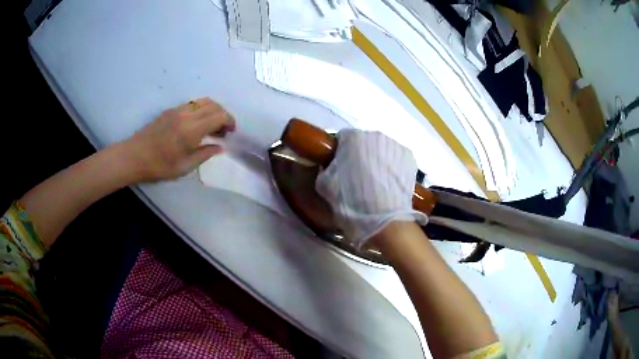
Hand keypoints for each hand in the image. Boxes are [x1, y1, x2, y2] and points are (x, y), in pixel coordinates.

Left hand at [124, 98, 234, 181]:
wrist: (134, 156)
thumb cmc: (160, 165)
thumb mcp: (185, 166)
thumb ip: (205, 154)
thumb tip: (220, 147)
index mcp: (192, 128)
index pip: (219, 115)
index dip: (230, 121)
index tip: (232, 133)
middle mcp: (187, 114)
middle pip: (213, 105)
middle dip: (223, 115)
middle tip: (223, 131)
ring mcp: (178, 109)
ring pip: (203, 101)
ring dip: (212, 110)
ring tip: (212, 127)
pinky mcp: (171, 110)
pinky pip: (192, 104)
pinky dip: (201, 110)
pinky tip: (197, 125)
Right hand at [315, 129, 426, 247]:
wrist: (384, 220)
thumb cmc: (351, 201)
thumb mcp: (325, 186)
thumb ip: (325, 169)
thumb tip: (330, 166)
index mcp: (352, 138)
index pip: (343, 138)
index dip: (340, 152)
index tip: (339, 167)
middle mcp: (375, 136)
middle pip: (364, 142)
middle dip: (360, 155)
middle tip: (357, 176)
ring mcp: (395, 145)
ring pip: (382, 150)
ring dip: (378, 160)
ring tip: (376, 183)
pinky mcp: (410, 158)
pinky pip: (396, 159)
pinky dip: (393, 168)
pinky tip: (390, 184)